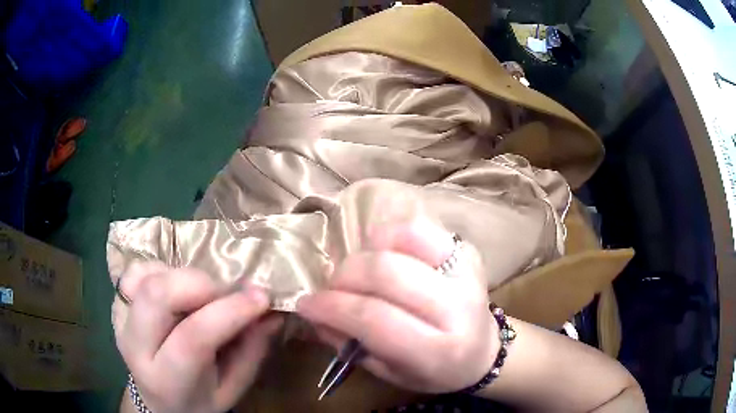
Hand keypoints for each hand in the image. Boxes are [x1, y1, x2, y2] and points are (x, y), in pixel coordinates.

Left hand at [112, 262, 282, 412]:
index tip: (261, 297)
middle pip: (158, 295)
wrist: (158, 402)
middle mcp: (136, 348)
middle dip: (200, 284)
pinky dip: (161, 271)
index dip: (229, 312)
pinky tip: (176, 289)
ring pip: (145, 276)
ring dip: (181, 276)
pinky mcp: (117, 304)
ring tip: (201, 295)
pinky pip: (136, 272)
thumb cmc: (199, 400)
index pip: (193, 338)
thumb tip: (272, 312)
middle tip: (226, 292)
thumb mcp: (232, 388)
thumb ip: (251, 351)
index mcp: (168, 380)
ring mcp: (120, 322)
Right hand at [296, 220, 496, 392]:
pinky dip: (389, 235)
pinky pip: (417, 227)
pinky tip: (382, 254)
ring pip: (400, 240)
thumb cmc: (433, 371)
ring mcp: (465, 271)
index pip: (375, 319)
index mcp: (438, 350)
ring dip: (365, 255)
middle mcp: (457, 307)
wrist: (483, 351)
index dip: (332, 307)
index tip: (307, 305)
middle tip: (331, 289)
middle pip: (385, 273)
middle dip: (344, 277)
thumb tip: (314, 312)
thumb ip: (349, 344)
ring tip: (358, 274)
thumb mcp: (388, 373)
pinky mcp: (466, 250)